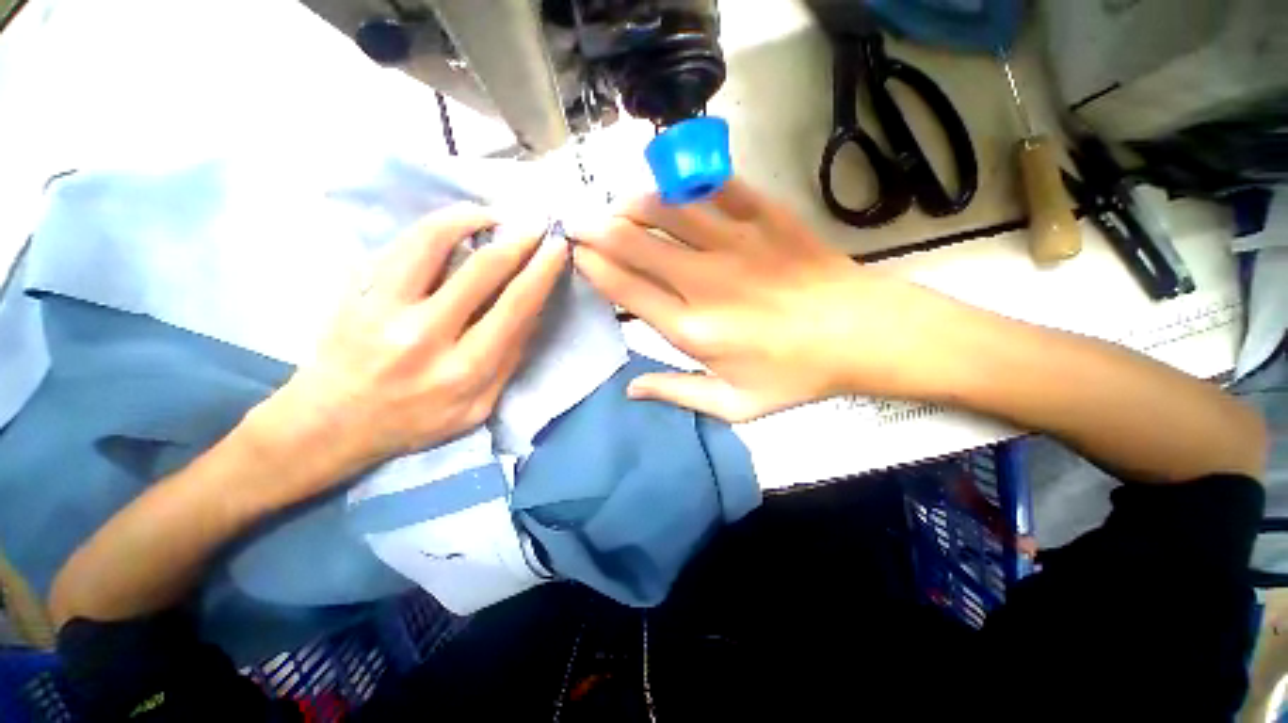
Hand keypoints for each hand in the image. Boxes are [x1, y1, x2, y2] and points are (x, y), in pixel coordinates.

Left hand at [252, 204, 567, 488]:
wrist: (331, 423)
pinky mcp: (354, 292)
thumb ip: (509, 361)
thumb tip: (532, 312)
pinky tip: (452, 224)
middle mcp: (425, 335)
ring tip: (492, 214)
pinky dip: (431, 227)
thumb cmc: (415, 420)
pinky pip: (397, 245)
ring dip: (470, 218)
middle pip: (483, 269)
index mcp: (464, 369)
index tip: (557, 247)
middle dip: (518, 240)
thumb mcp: (478, 407)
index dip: (541, 271)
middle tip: (536, 223)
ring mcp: (383, 309)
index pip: (515, 306)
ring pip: (431, 241)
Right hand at [570, 180, 938, 421]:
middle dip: (596, 228)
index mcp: (692, 328)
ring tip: (619, 207)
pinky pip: (713, 186)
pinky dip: (684, 183)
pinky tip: (672, 188)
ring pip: (665, 207)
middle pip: (634, 241)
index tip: (576, 254)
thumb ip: (678, 393)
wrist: (862, 334)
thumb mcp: (735, 404)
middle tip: (579, 223)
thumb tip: (631, 389)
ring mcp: (735, 241)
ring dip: (633, 203)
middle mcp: (703, 280)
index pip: (625, 287)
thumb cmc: (796, 374)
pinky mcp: (764, 215)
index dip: (594, 266)